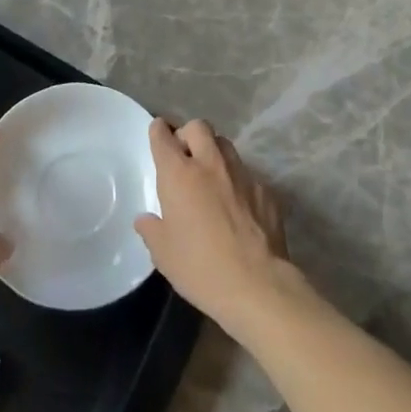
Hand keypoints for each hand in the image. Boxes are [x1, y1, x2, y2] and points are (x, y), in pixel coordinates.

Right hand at [134, 118, 293, 331]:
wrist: (256, 284)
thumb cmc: (200, 267)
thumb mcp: (163, 254)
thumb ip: (151, 229)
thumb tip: (145, 219)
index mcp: (179, 174)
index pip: (163, 136)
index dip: (158, 131)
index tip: (157, 134)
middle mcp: (210, 163)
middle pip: (198, 127)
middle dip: (188, 134)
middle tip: (184, 156)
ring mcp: (240, 173)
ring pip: (225, 144)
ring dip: (214, 151)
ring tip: (211, 174)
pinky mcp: (264, 189)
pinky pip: (246, 173)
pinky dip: (237, 180)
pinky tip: (237, 204)